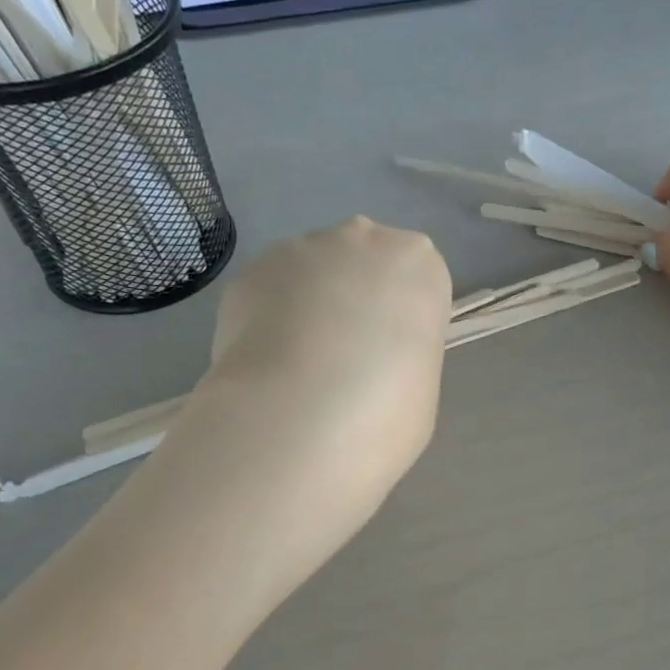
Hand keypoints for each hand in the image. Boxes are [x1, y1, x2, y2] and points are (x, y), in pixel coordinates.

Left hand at [177, 217, 451, 588]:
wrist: (297, 429)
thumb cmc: (382, 423)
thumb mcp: (419, 398)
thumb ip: (404, 361)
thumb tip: (372, 360)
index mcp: (421, 269)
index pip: (419, 280)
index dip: (400, 328)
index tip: (386, 368)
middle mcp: (362, 241)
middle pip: (364, 266)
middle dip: (356, 307)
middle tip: (341, 372)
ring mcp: (300, 252)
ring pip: (313, 279)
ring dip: (311, 314)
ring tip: (294, 379)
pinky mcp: (247, 277)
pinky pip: (271, 297)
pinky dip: (270, 324)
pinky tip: (262, 371)